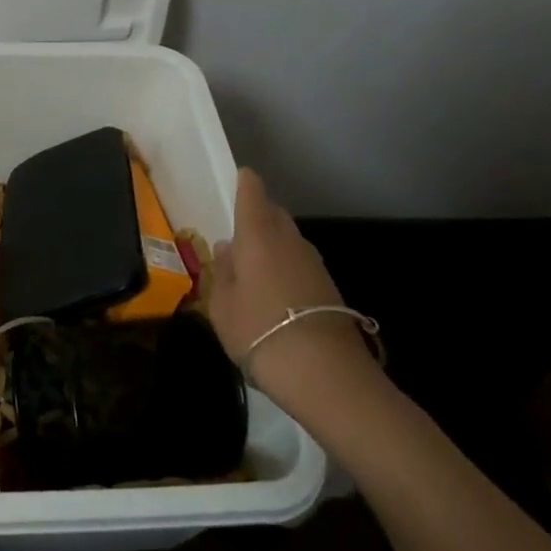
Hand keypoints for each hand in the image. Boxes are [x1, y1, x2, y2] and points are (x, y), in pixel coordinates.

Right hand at [211, 168, 379, 416]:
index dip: (245, 183)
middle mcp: (289, 241)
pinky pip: (300, 264)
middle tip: (238, 228)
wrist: (323, 373)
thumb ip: (223, 271)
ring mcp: (314, 264)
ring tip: (253, 265)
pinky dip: (286, 267)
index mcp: (258, 236)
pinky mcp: (329, 289)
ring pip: (290, 240)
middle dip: (258, 214)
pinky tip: (274, 291)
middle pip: (275, 214)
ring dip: (273, 244)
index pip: (253, 194)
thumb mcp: (221, 303)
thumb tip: (227, 247)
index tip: (239, 177)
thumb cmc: (258, 330)